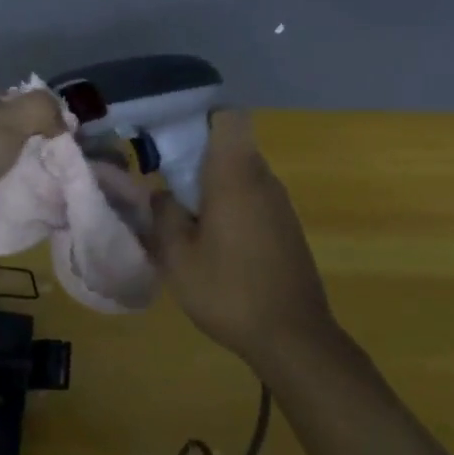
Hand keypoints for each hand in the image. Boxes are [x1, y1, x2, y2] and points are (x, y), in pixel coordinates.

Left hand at [0, 84, 65, 248]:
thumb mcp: (7, 116)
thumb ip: (39, 109)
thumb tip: (61, 120)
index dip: (10, 107)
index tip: (40, 123)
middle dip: (12, 146)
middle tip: (49, 154)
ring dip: (9, 178)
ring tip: (46, 181)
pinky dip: (2, 205)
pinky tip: (30, 205)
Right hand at [146, 110, 336, 363]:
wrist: (293, 338)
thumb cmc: (229, 291)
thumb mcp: (178, 257)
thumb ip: (163, 215)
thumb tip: (160, 194)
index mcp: (235, 176)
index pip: (227, 117)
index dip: (199, 116)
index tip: (170, 136)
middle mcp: (262, 179)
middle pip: (230, 144)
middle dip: (196, 154)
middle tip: (163, 178)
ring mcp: (279, 204)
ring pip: (241, 172)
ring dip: (212, 182)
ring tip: (181, 212)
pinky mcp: (286, 227)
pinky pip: (252, 197)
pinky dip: (229, 203)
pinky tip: (211, 239)